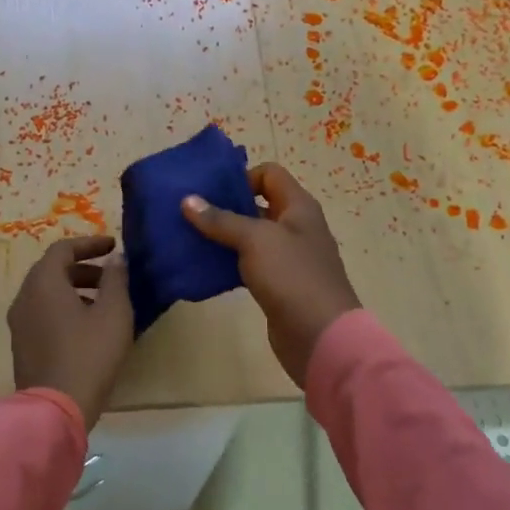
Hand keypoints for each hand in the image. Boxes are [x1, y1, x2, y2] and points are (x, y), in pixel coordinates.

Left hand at [8, 235, 133, 429]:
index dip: (90, 244)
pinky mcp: (22, 345)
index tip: (114, 247)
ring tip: (104, 303)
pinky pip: (42, 313)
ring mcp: (19, 323)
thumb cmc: (89, 354)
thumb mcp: (113, 313)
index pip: (63, 249)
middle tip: (111, 277)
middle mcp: (24, 297)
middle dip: (83, 267)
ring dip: (74, 288)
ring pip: (46, 293)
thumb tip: (115, 259)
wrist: (56, 408)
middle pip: (52, 270)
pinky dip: (64, 308)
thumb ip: (116, 280)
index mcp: (43, 283)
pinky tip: (87, 327)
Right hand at [182, 164, 361, 386]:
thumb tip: (188, 200)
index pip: (269, 174)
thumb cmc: (292, 276)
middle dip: (224, 207)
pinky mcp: (278, 285)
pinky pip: (249, 265)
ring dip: (223, 237)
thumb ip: (220, 219)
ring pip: (250, 237)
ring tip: (188, 238)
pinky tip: (204, 268)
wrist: (321, 336)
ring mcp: (288, 258)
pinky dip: (229, 263)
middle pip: (258, 205)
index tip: (210, 192)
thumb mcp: (255, 240)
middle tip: (189, 213)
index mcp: (298, 206)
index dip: (241, 177)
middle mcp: (295, 227)